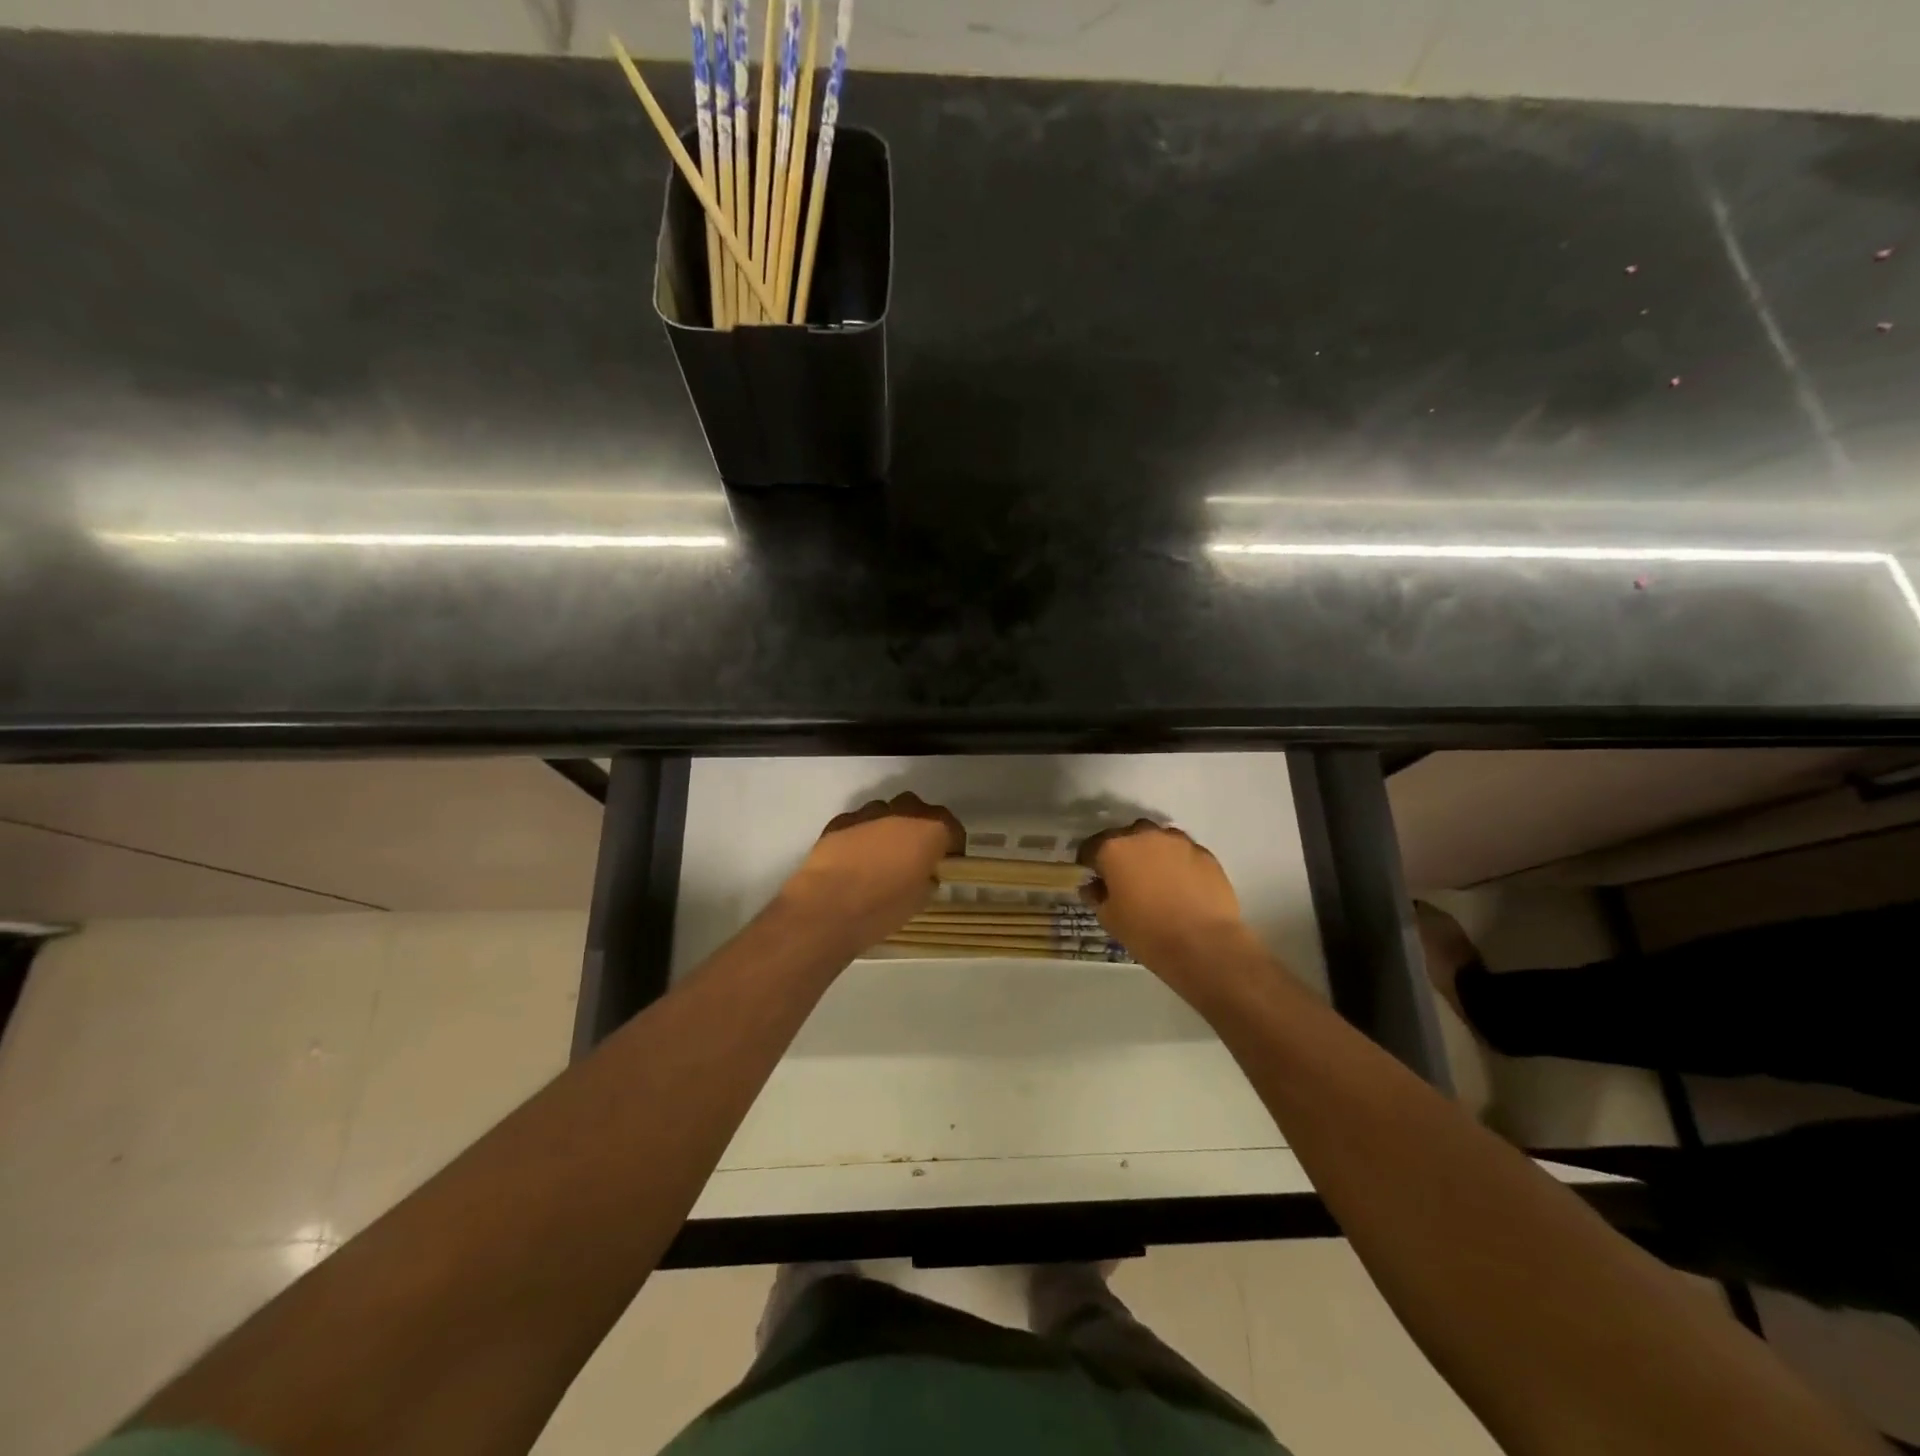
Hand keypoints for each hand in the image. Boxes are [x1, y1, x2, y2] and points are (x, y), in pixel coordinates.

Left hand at [779, 793, 963, 956]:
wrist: (827, 907)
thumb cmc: (882, 907)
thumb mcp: (919, 900)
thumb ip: (927, 878)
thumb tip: (924, 874)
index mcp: (930, 830)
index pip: (952, 828)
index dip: (952, 845)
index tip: (947, 862)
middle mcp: (902, 813)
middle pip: (919, 810)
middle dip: (920, 828)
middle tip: (915, 854)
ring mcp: (868, 813)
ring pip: (887, 811)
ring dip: (889, 828)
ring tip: (882, 856)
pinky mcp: (840, 820)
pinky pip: (859, 822)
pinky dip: (862, 834)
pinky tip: (855, 858)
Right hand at [1080, 821, 1256, 985]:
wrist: (1203, 945)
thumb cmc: (1147, 932)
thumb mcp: (1110, 919)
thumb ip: (1097, 896)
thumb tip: (1093, 887)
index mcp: (1114, 849)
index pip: (1092, 846)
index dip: (1090, 862)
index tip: (1093, 876)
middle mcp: (1145, 836)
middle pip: (1127, 837)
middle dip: (1124, 853)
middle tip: (1126, 877)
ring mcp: (1178, 842)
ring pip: (1159, 840)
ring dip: (1153, 853)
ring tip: (1157, 879)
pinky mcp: (1205, 854)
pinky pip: (1184, 853)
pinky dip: (1179, 863)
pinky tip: (1182, 886)